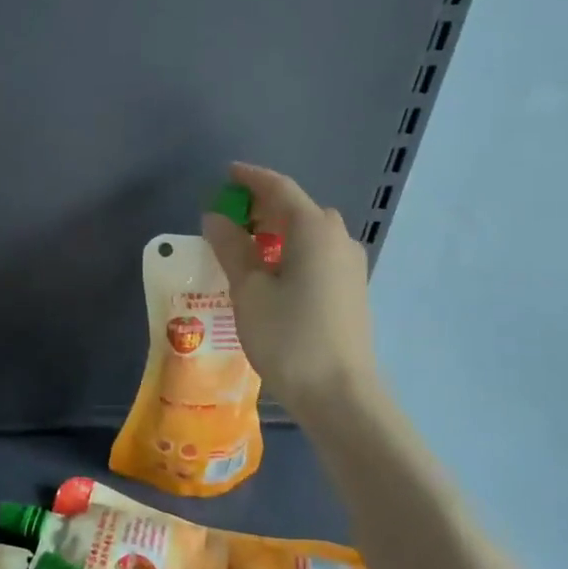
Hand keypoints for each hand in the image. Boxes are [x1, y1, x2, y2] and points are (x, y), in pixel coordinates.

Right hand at [201, 162, 379, 408]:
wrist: (340, 394)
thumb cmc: (288, 337)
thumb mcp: (248, 289)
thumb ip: (231, 247)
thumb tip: (216, 218)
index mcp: (313, 230)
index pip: (279, 188)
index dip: (250, 178)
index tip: (226, 174)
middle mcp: (338, 238)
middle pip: (296, 208)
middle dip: (262, 205)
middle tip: (228, 215)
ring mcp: (350, 264)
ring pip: (309, 232)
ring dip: (277, 229)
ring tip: (244, 245)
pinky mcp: (352, 288)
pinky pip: (318, 253)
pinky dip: (291, 249)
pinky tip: (271, 272)